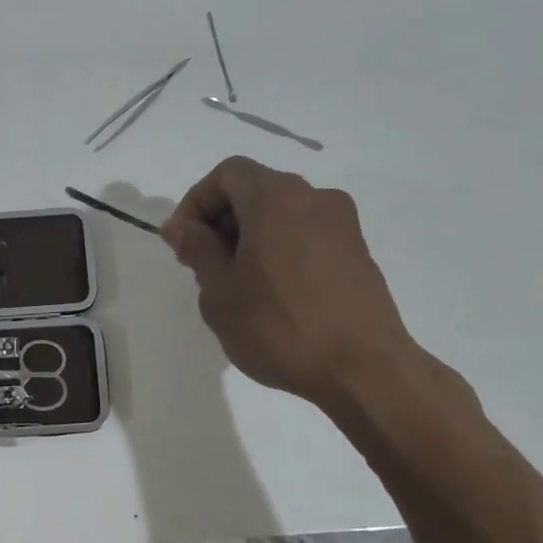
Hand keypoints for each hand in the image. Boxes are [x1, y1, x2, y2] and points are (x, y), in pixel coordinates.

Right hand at [162, 156, 415, 404]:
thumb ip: (197, 249)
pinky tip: (270, 292)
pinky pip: (305, 233)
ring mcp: (342, 224)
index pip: (227, 174)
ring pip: (281, 212)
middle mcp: (313, 198)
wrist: (364, 369)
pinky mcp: (357, 251)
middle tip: (201, 265)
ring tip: (235, 283)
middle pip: (255, 189)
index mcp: (275, 198)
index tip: (182, 242)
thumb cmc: (279, 327)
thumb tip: (179, 225)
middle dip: (221, 219)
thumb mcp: (220, 291)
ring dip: (249, 235)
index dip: (196, 201)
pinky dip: (279, 247)